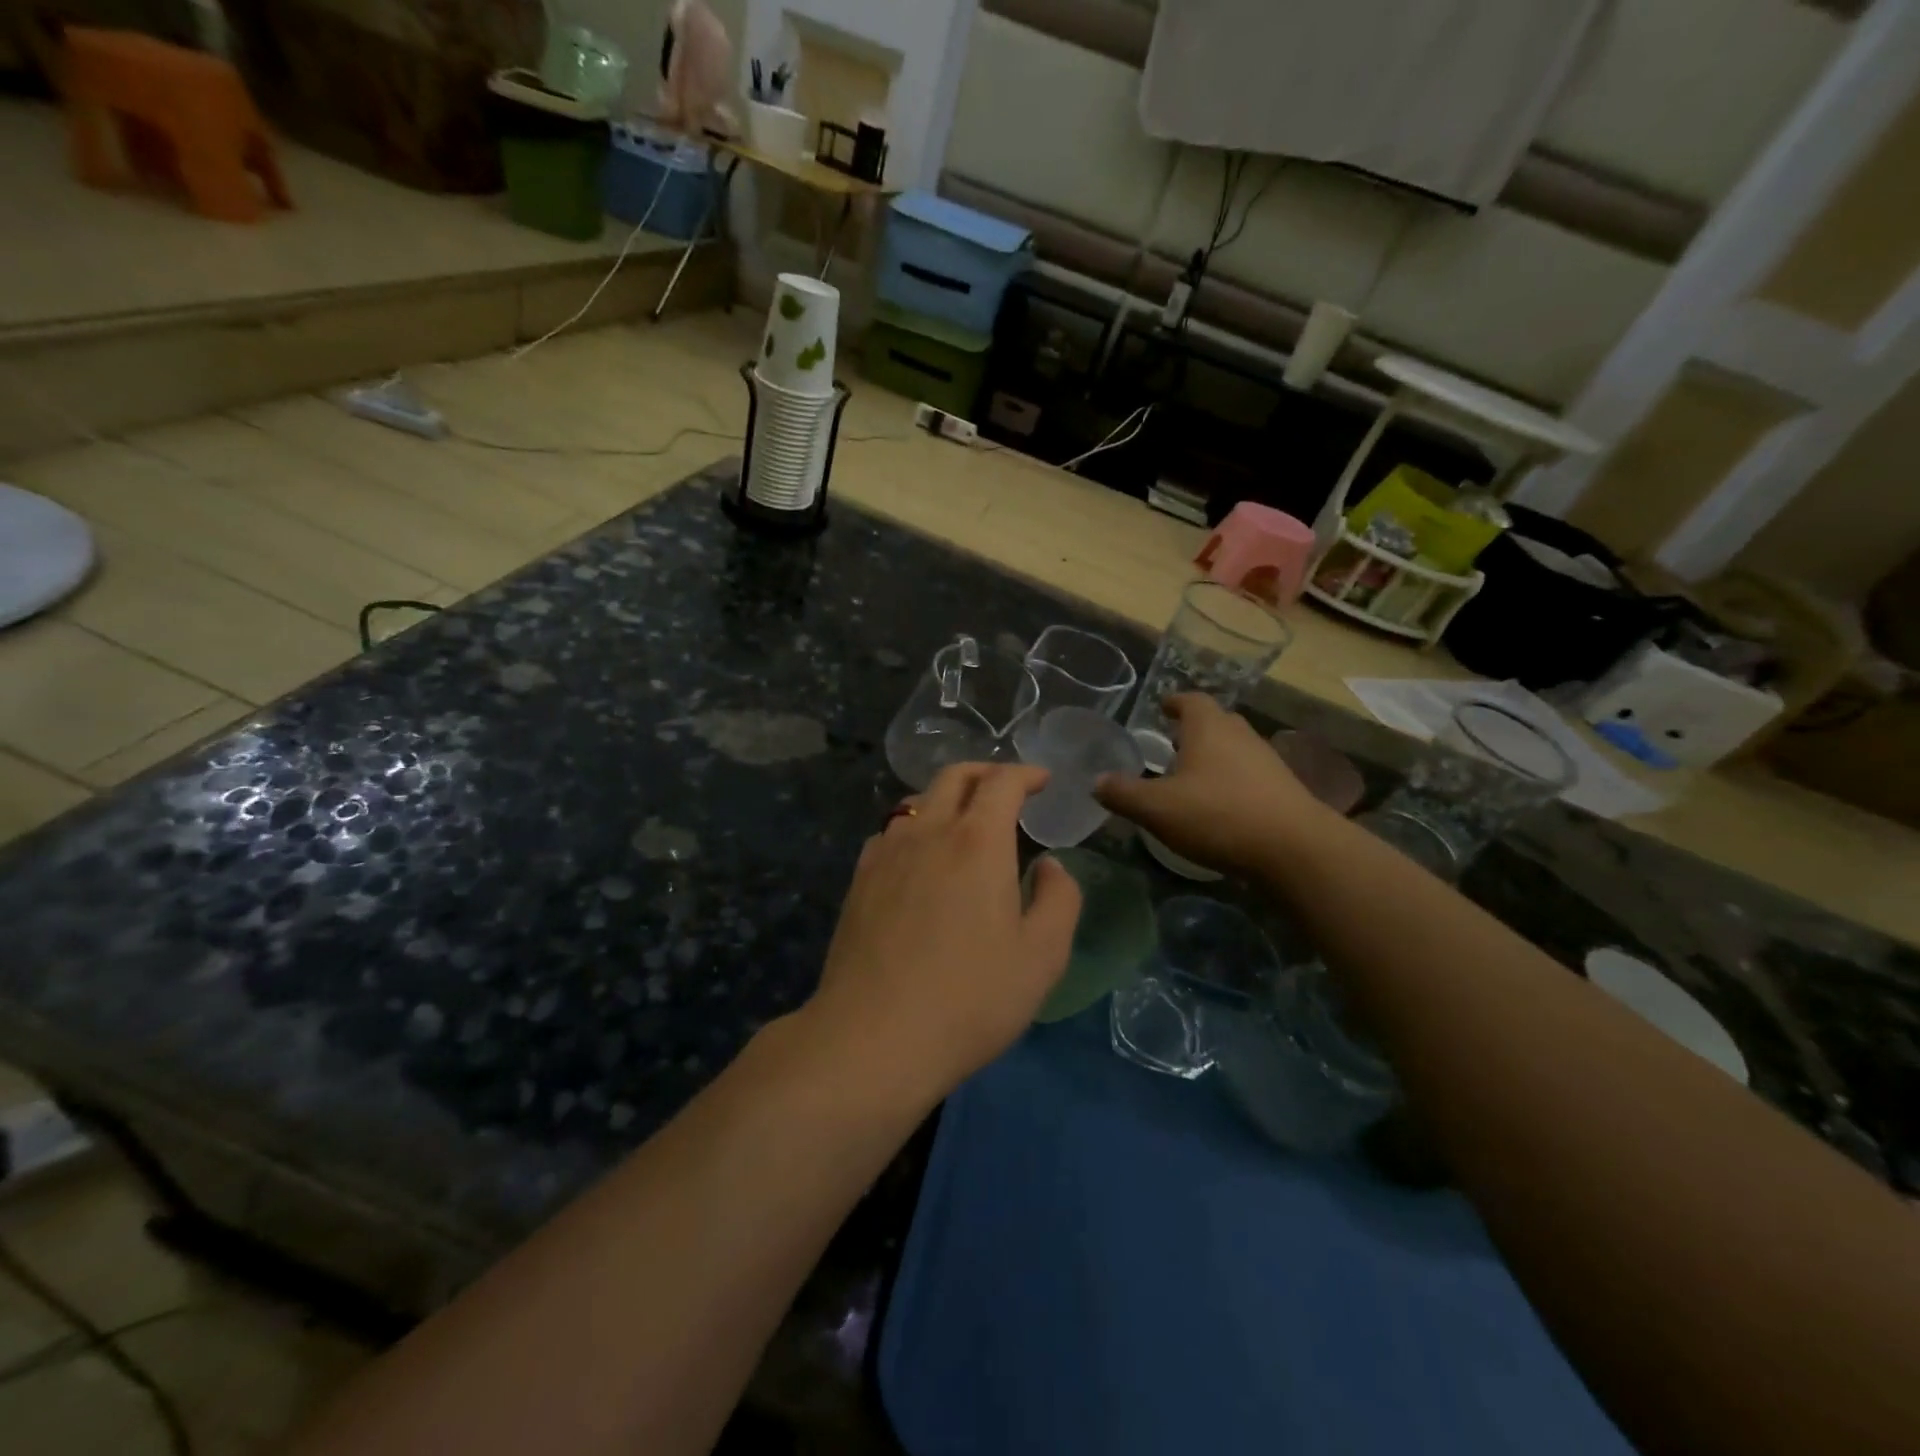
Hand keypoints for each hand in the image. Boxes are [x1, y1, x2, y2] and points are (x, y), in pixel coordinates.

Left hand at [803, 763, 1081, 1103]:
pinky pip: (891, 832)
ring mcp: (886, 853)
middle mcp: (929, 832)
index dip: (1026, 773)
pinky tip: (919, 857)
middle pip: (953, 777)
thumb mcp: (1042, 956)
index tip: (1043, 780)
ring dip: (947, 798)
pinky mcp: (859, 880)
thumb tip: (1049, 864)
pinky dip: (915, 827)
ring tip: (964, 821)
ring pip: (918, 801)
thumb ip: (1058, 899)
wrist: (874, 1036)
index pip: (1002, 782)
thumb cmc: (970, 998)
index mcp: (977, 841)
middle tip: (1007, 788)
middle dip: (985, 771)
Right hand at [1095, 695, 1329, 875]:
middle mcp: (1240, 735)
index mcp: (1208, 728)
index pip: (1191, 700)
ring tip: (1192, 777)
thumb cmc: (1218, 815)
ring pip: (1235, 748)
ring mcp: (1266, 761)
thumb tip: (1096, 782)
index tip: (1163, 707)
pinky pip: (1250, 775)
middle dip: (1194, 730)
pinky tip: (1220, 806)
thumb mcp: (1157, 808)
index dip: (1175, 702)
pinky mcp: (1283, 789)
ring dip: (1215, 756)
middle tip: (1172, 743)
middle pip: (1216, 721)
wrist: (1294, 849)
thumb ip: (1123, 793)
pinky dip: (1232, 781)